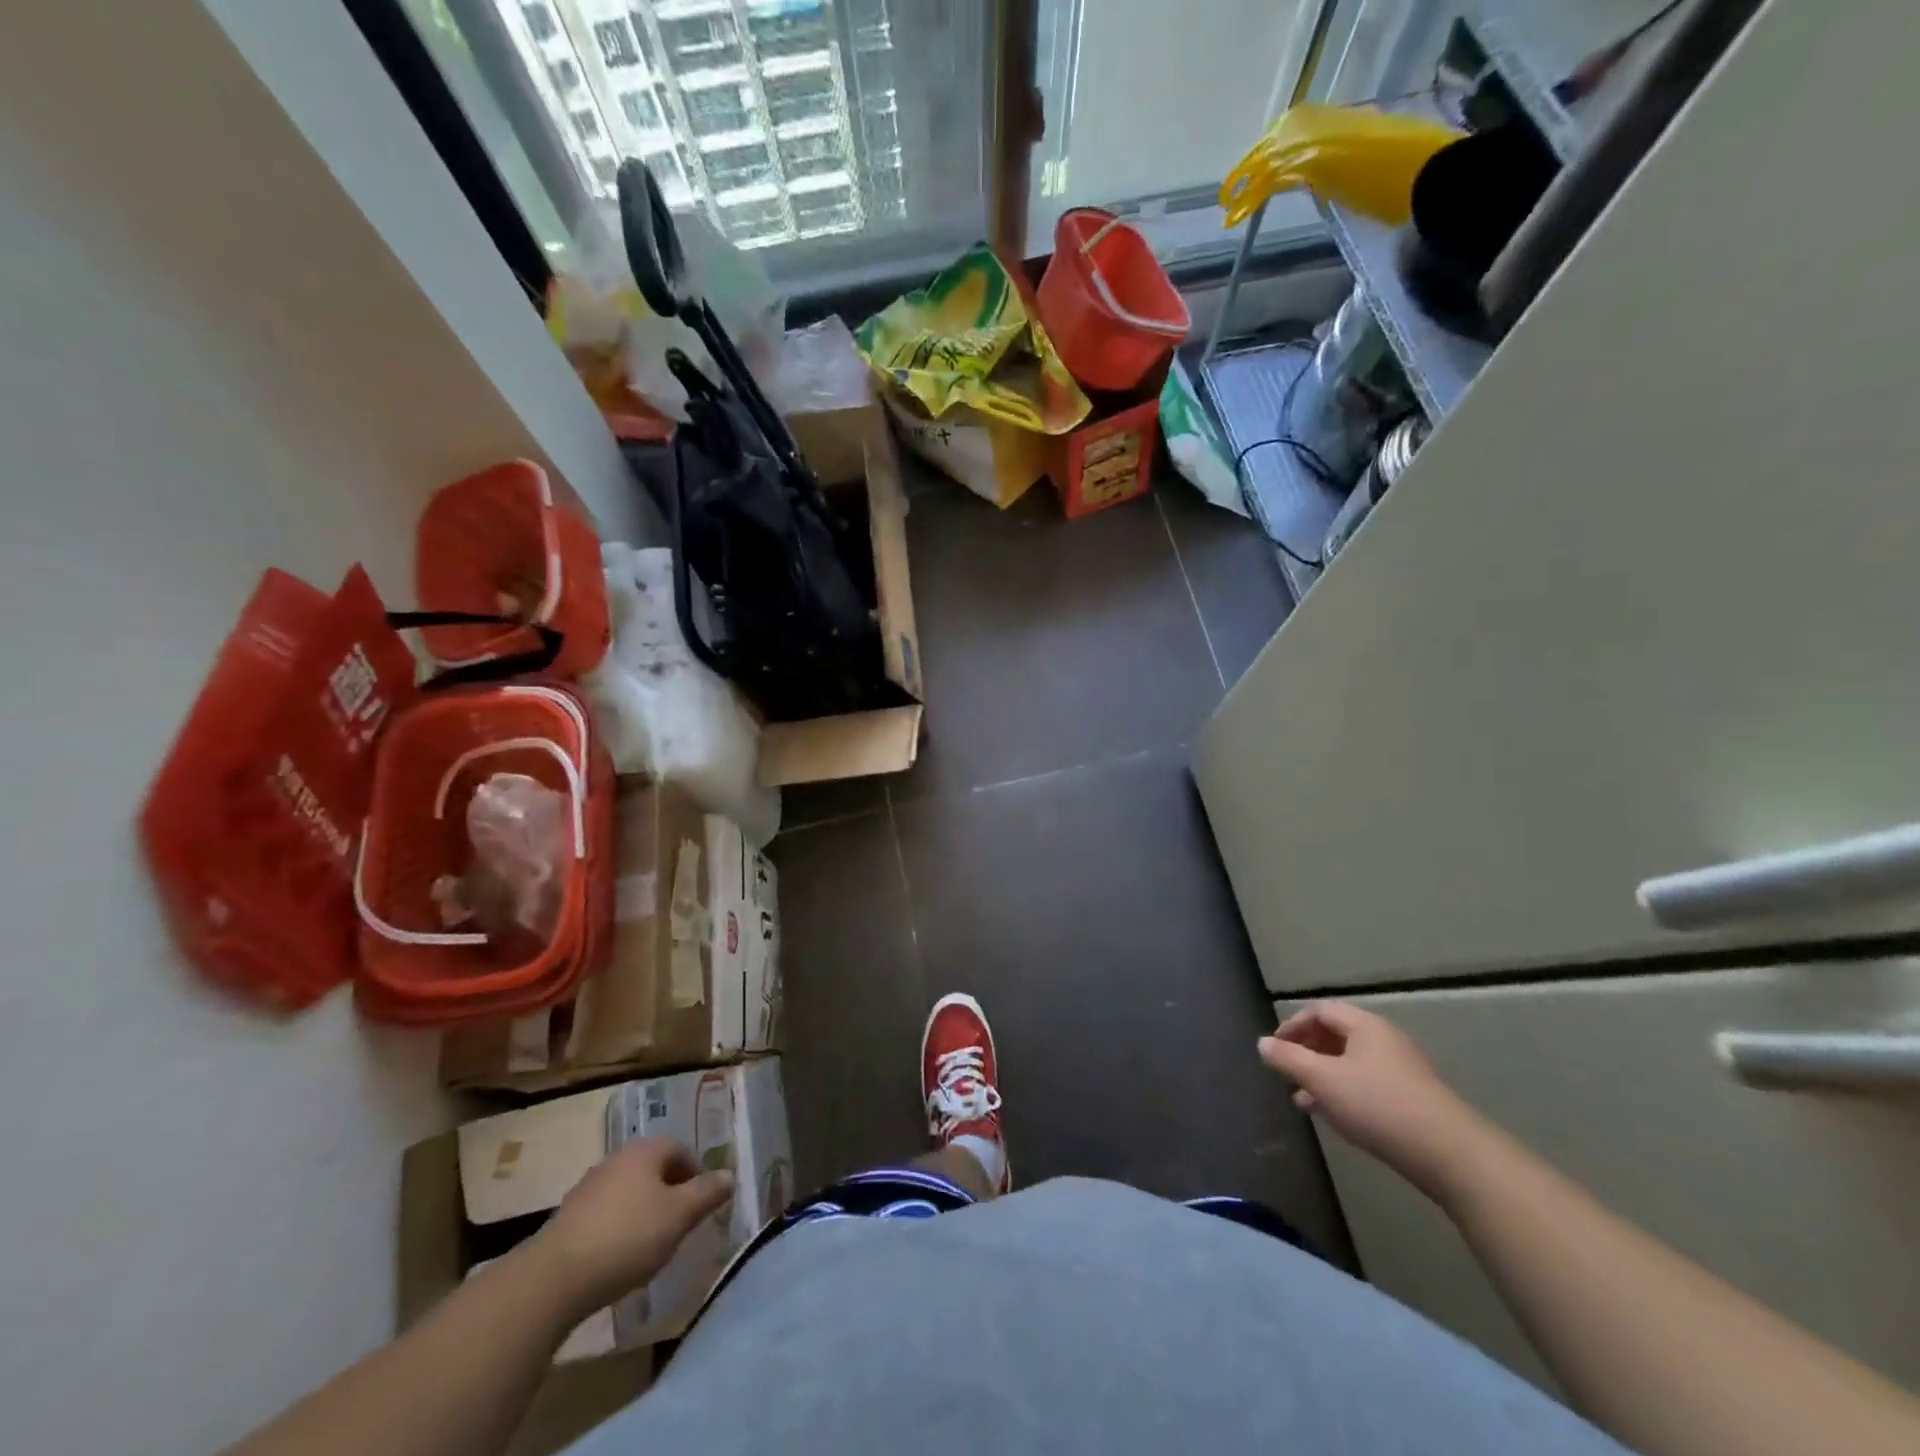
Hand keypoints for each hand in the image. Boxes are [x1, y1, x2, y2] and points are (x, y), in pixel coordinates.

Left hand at [532, 1137, 733, 1314]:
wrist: (554, 1279)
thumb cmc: (627, 1237)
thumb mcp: (679, 1216)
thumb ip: (707, 1193)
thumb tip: (729, 1175)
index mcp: (645, 1150)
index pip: (681, 1149)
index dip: (696, 1174)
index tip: (701, 1205)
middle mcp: (617, 1159)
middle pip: (654, 1168)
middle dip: (670, 1193)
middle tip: (681, 1224)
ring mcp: (589, 1186)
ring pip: (630, 1191)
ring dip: (644, 1211)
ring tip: (651, 1244)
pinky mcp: (569, 1217)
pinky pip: (607, 1214)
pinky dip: (619, 1228)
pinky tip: (619, 1257)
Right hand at [1259, 1002, 1484, 1201]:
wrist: (1450, 1154)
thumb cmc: (1378, 1105)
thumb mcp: (1322, 1080)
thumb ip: (1288, 1059)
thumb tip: (1262, 1042)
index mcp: (1364, 1025)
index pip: (1320, 1011)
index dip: (1292, 1025)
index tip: (1274, 1049)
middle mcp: (1385, 1039)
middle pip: (1337, 1034)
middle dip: (1307, 1052)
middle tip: (1286, 1073)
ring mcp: (1403, 1069)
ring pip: (1351, 1062)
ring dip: (1323, 1076)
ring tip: (1303, 1100)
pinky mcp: (1414, 1098)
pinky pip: (1368, 1083)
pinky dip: (1345, 1091)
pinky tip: (1336, 1116)